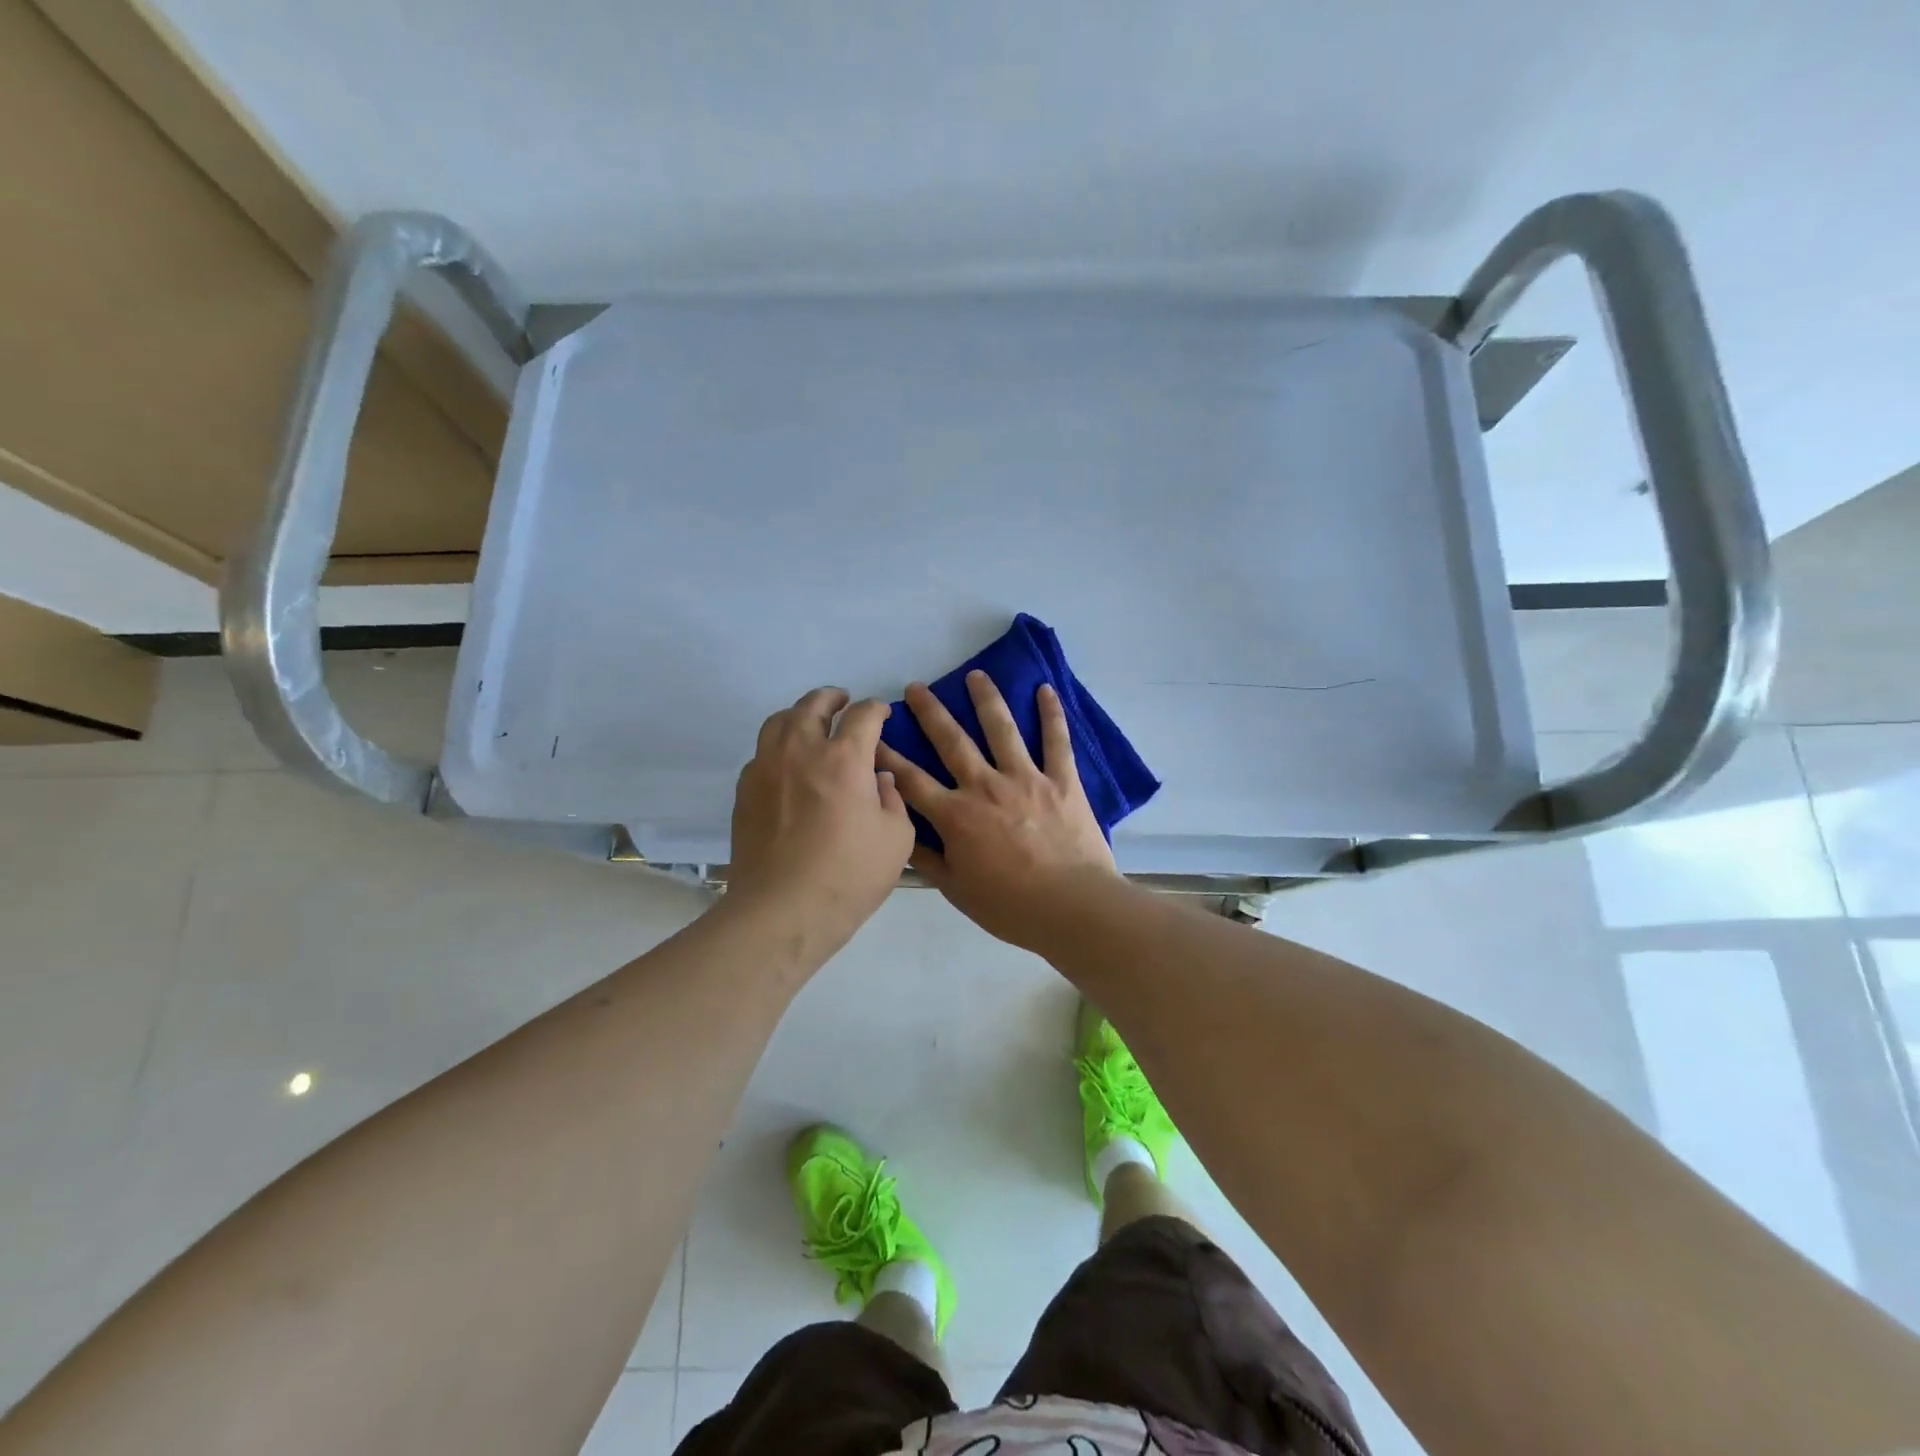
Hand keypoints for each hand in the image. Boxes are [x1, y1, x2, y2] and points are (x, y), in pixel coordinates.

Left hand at [727, 687, 913, 960]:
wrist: (782, 911)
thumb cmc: (849, 876)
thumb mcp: (897, 839)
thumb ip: (892, 799)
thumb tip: (879, 779)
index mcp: (844, 758)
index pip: (862, 715)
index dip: (876, 709)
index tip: (881, 715)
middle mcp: (801, 751)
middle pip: (813, 705)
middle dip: (832, 698)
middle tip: (843, 702)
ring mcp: (766, 768)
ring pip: (779, 721)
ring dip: (800, 715)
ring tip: (811, 725)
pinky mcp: (744, 791)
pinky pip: (761, 753)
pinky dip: (778, 747)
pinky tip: (788, 766)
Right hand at [878, 671, 1122, 950]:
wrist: (1071, 907)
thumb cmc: (1010, 906)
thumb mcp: (957, 890)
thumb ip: (927, 859)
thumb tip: (899, 834)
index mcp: (956, 815)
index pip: (911, 780)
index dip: (888, 757)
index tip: (872, 735)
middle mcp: (985, 786)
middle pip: (952, 741)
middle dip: (931, 712)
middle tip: (916, 687)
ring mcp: (1026, 778)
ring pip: (1001, 729)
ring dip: (986, 699)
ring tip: (976, 675)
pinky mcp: (1062, 780)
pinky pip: (1057, 741)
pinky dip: (1052, 714)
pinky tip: (1046, 689)